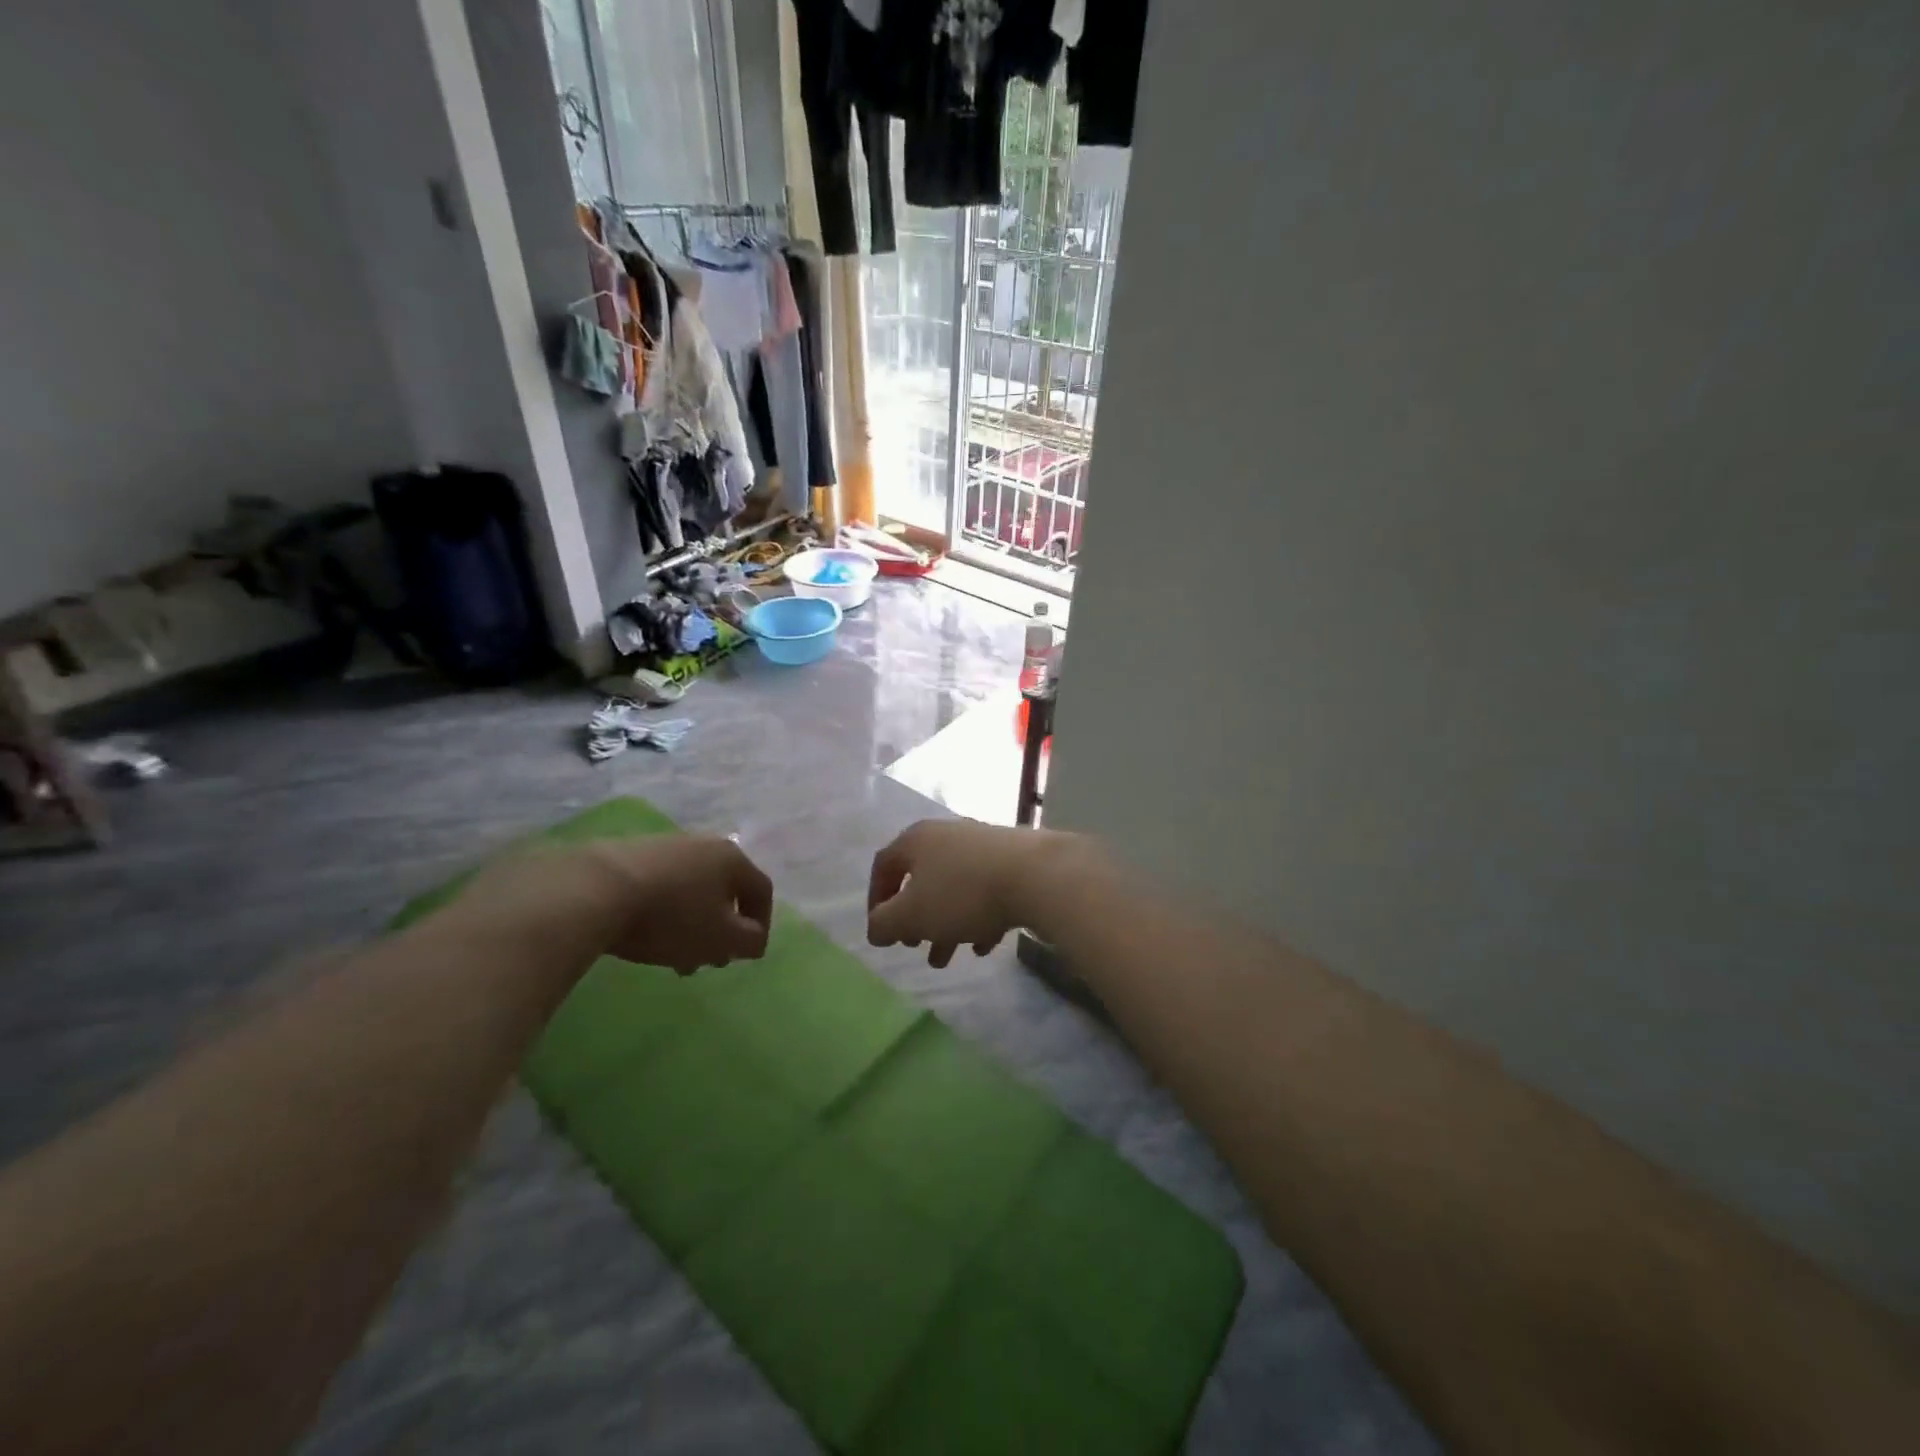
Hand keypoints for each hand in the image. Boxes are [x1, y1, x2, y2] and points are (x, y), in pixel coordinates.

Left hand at [467, 835, 773, 975]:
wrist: (594, 891)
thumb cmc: (671, 916)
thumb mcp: (720, 938)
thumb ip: (748, 941)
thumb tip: (754, 938)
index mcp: (732, 858)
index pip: (762, 890)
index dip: (761, 924)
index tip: (747, 954)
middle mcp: (703, 845)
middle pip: (724, 890)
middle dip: (722, 929)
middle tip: (709, 961)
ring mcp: (665, 847)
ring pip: (692, 891)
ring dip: (692, 926)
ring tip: (675, 959)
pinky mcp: (629, 856)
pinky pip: (661, 888)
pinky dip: (664, 914)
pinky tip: (645, 938)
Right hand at [867, 819, 1082, 967]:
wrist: (1036, 875)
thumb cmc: (962, 893)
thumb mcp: (912, 916)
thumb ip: (884, 925)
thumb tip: (876, 929)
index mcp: (917, 840)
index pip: (884, 866)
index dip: (876, 900)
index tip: (881, 931)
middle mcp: (947, 835)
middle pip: (922, 879)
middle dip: (915, 919)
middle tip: (915, 946)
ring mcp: (982, 845)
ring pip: (955, 888)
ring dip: (946, 924)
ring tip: (947, 958)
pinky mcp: (1013, 859)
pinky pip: (986, 891)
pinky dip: (979, 918)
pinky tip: (984, 945)